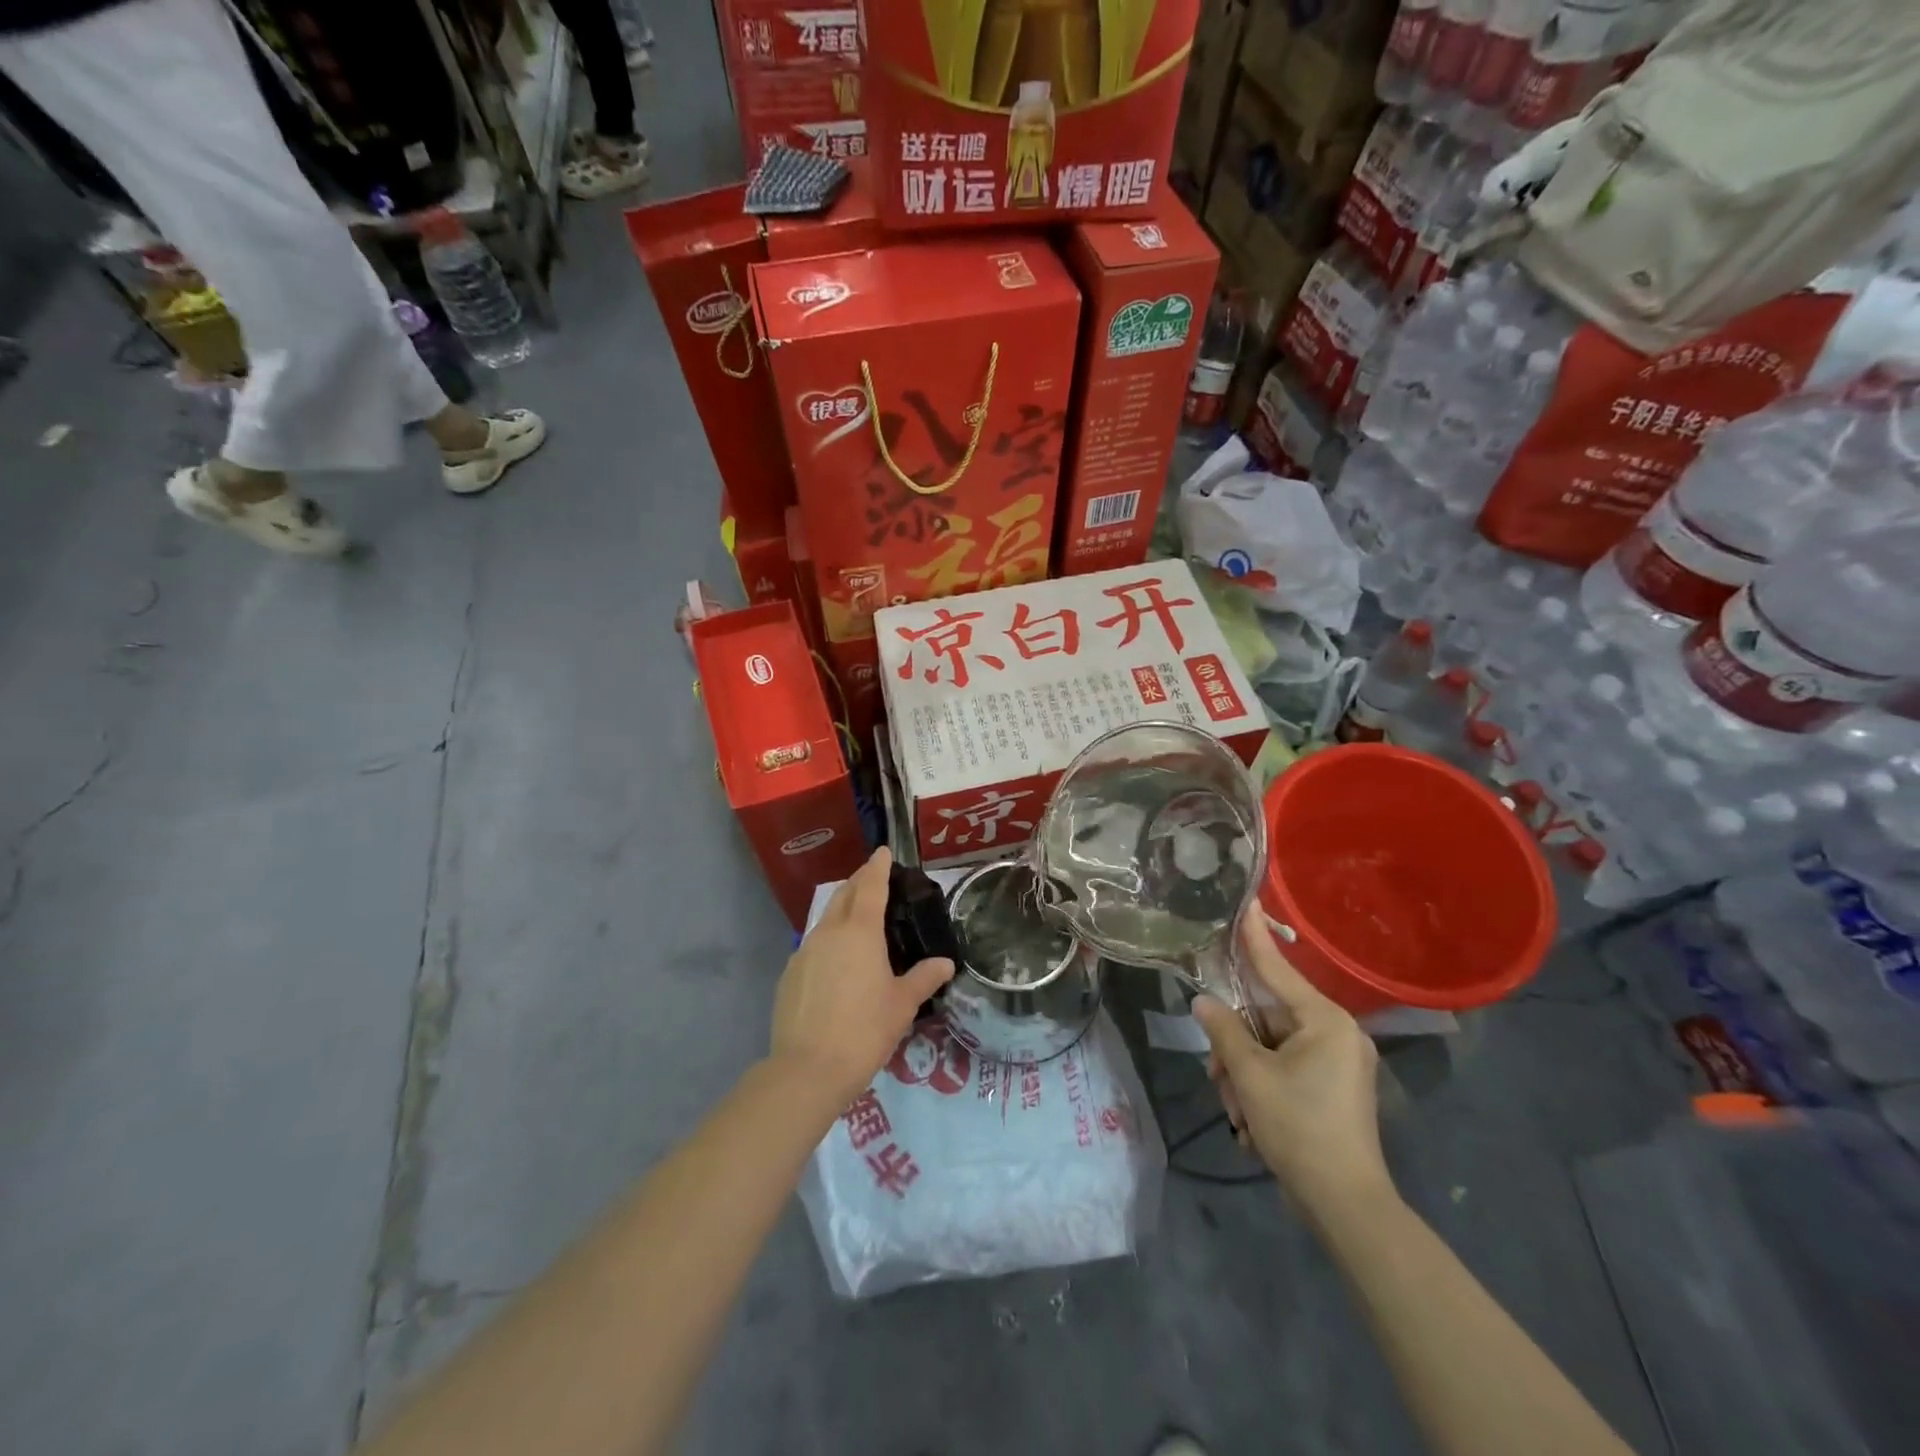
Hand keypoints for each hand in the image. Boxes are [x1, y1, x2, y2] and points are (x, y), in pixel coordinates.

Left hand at [770, 847, 954, 1107]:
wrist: (807, 1069)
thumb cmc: (864, 1030)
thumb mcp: (902, 1004)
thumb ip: (924, 978)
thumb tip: (945, 963)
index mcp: (859, 931)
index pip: (870, 886)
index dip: (878, 866)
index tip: (883, 852)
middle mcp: (829, 932)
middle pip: (843, 895)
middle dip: (858, 882)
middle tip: (875, 880)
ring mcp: (804, 952)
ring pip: (825, 919)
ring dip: (842, 910)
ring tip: (859, 920)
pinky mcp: (789, 975)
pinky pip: (813, 945)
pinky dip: (828, 941)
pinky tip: (837, 962)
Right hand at [1192, 911, 1394, 1219]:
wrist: (1346, 1205)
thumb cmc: (1299, 1128)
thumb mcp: (1250, 1075)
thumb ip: (1224, 1030)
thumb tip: (1204, 1002)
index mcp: (1325, 1021)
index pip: (1279, 969)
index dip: (1256, 937)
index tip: (1247, 902)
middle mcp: (1337, 1033)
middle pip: (1267, 1018)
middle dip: (1236, 1046)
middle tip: (1218, 1076)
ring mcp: (1339, 1062)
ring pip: (1271, 1047)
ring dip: (1244, 1074)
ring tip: (1237, 1111)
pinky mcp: (1334, 1087)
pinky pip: (1286, 1068)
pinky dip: (1262, 1087)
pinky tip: (1251, 1121)